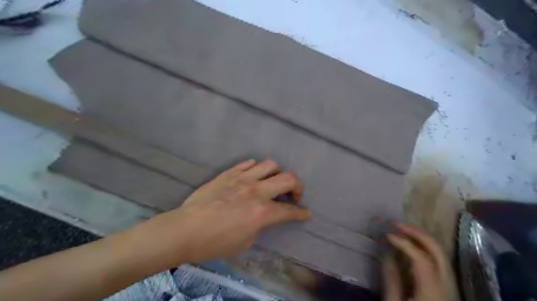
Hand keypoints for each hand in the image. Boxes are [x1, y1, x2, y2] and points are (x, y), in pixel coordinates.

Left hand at [132, 160, 312, 265]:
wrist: (185, 230)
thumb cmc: (215, 242)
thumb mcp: (245, 242)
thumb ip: (260, 225)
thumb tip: (263, 216)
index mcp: (262, 212)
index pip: (290, 210)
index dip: (301, 213)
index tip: (306, 213)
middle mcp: (256, 191)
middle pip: (288, 178)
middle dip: (297, 187)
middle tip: (293, 195)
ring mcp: (242, 179)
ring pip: (270, 164)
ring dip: (276, 174)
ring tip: (271, 183)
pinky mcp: (229, 173)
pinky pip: (248, 163)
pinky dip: (256, 168)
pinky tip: (253, 176)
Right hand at [384, 223, 453, 300]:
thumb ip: (391, 279)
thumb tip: (386, 254)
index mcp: (433, 292)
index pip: (421, 258)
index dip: (404, 243)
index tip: (387, 235)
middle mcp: (447, 285)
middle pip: (437, 250)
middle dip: (416, 232)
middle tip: (395, 223)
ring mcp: (450, 285)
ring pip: (440, 252)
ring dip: (420, 237)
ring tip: (401, 229)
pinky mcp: (446, 286)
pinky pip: (437, 259)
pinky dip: (423, 247)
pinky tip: (409, 244)